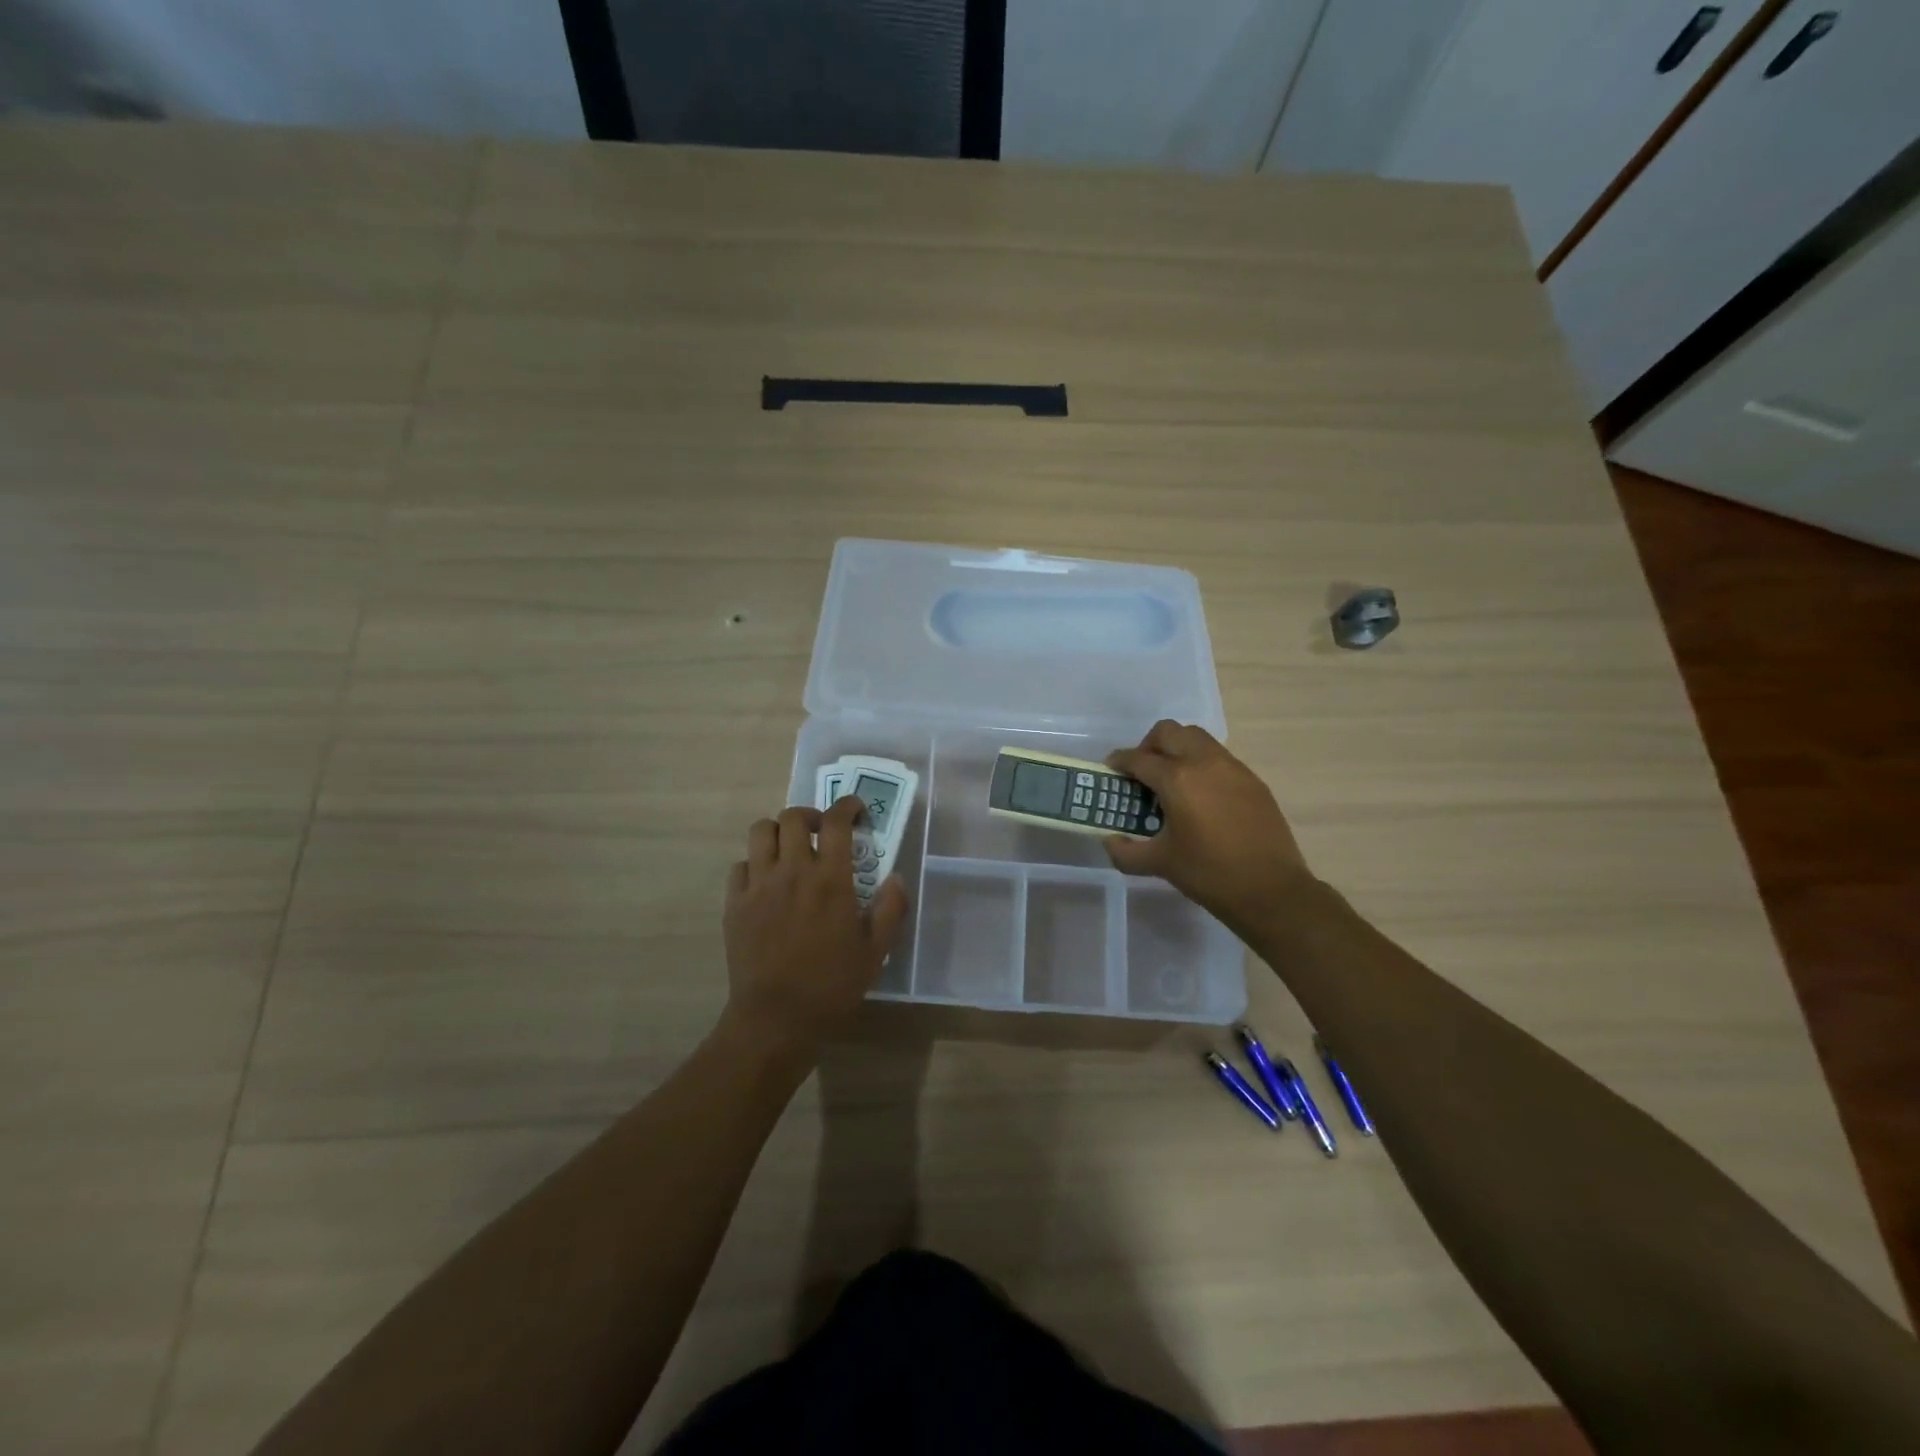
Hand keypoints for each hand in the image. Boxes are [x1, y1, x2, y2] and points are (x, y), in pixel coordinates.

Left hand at [721, 796, 909, 1067]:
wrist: (776, 1018)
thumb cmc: (832, 985)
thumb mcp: (876, 951)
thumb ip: (891, 908)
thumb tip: (895, 878)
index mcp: (830, 879)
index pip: (836, 822)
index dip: (847, 806)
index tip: (856, 810)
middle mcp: (792, 871)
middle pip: (793, 817)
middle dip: (810, 815)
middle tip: (822, 832)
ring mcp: (758, 885)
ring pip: (760, 832)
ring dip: (778, 832)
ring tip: (789, 849)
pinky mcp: (735, 904)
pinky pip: (740, 866)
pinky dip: (754, 864)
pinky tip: (766, 882)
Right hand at [1103, 720, 1313, 933]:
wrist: (1272, 890)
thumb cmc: (1209, 874)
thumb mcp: (1159, 864)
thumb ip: (1125, 851)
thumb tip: (1110, 839)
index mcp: (1177, 779)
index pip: (1138, 758)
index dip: (1119, 762)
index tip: (1110, 771)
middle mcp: (1204, 762)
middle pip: (1168, 732)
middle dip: (1148, 746)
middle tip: (1141, 773)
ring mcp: (1233, 768)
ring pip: (1196, 738)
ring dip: (1176, 750)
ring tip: (1171, 781)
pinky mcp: (1252, 780)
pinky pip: (1219, 757)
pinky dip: (1201, 764)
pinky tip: (1200, 798)